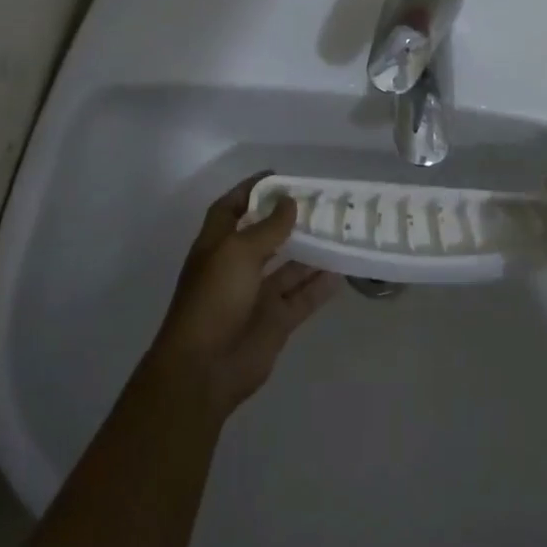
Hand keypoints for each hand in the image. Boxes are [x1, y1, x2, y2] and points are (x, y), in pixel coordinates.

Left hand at [146, 174, 339, 417]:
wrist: (204, 369)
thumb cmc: (213, 299)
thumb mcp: (238, 253)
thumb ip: (268, 227)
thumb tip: (289, 201)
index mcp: (218, 244)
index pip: (233, 207)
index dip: (252, 190)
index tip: (280, 177)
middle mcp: (237, 266)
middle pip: (266, 236)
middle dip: (289, 220)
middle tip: (322, 203)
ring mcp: (257, 295)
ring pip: (289, 267)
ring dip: (311, 251)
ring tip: (340, 232)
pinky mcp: (275, 321)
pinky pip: (302, 297)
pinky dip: (320, 285)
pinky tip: (342, 270)